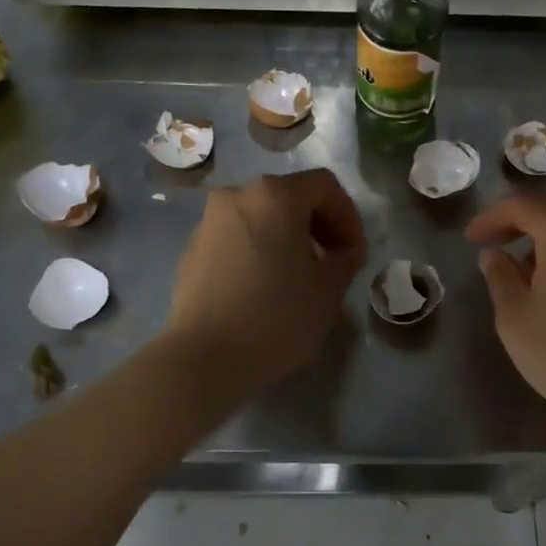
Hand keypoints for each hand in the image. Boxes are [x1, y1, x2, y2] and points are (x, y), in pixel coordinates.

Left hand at [166, 169, 367, 393]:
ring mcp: (208, 222)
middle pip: (289, 197)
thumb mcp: (328, 290)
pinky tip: (263, 289)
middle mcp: (237, 196)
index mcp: (275, 195)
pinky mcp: (191, 251)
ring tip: (298, 278)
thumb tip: (344, 253)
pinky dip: (257, 252)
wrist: (205, 359)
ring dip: (286, 239)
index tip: (354, 254)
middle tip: (332, 263)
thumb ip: (344, 260)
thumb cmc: (276, 316)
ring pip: (260, 218)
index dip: (348, 216)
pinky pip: (236, 239)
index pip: (324, 186)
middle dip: (317, 226)